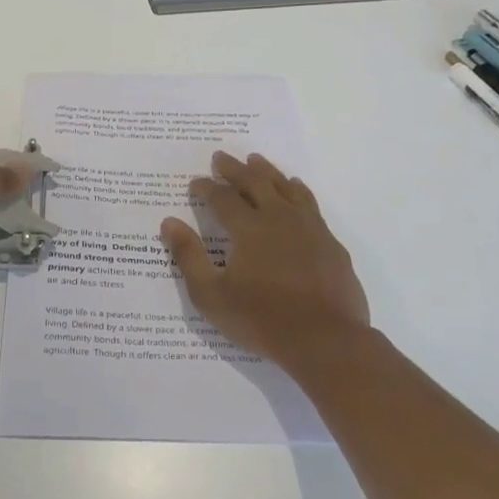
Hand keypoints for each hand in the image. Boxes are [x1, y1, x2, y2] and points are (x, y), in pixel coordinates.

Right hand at [161, 151, 372, 375]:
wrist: (326, 341)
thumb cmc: (262, 320)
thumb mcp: (212, 295)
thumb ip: (189, 256)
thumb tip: (169, 222)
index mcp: (248, 228)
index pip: (222, 198)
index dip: (206, 188)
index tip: (196, 182)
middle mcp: (278, 218)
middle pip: (254, 182)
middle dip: (234, 169)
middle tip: (221, 157)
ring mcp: (309, 227)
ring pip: (285, 187)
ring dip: (267, 171)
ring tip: (255, 160)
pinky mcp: (329, 241)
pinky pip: (309, 203)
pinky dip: (297, 189)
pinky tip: (295, 188)